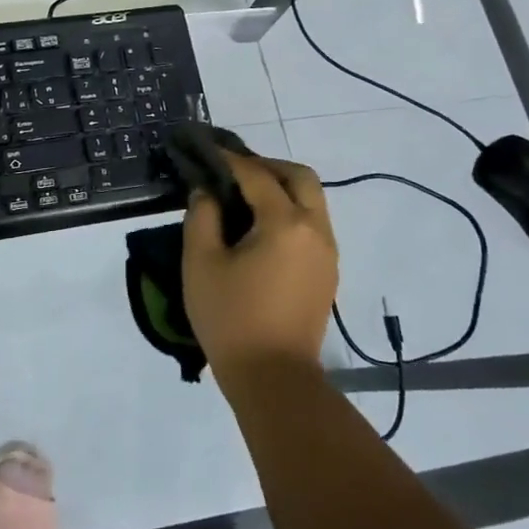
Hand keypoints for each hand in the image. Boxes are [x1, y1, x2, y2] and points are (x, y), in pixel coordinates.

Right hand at [182, 147, 337, 378]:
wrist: (274, 379)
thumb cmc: (230, 318)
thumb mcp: (201, 263)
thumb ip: (201, 217)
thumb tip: (207, 193)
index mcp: (285, 223)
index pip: (257, 176)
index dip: (231, 159)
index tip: (208, 149)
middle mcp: (315, 230)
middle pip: (301, 177)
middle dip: (268, 165)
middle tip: (235, 170)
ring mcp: (327, 252)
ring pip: (312, 200)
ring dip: (283, 187)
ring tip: (245, 196)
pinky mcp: (327, 273)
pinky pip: (313, 224)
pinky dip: (291, 211)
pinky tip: (261, 227)